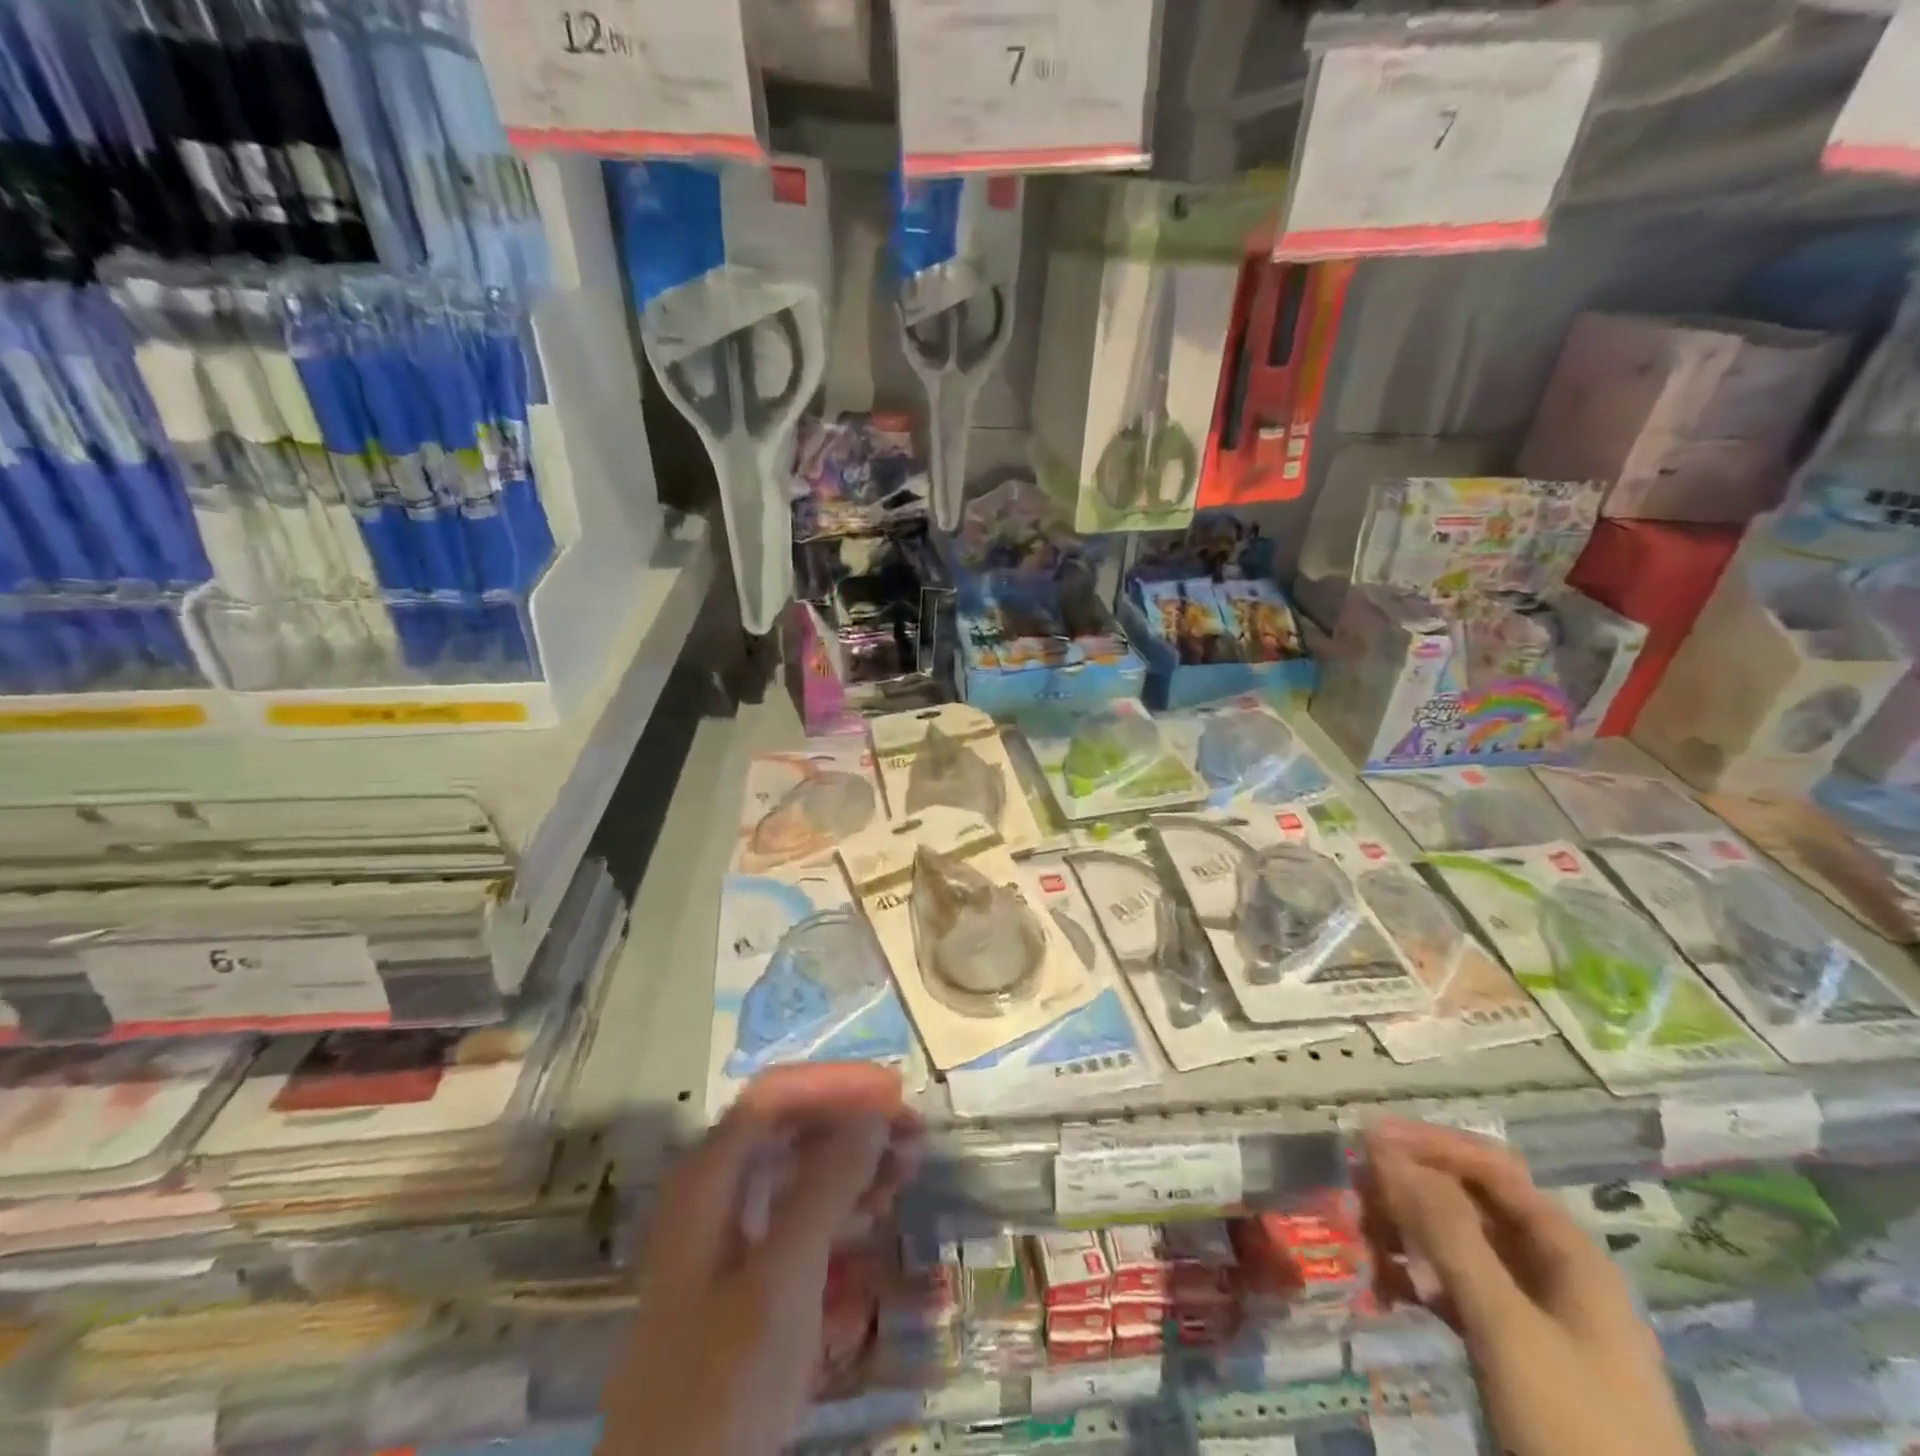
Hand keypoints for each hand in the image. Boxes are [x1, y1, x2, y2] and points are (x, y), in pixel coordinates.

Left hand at [600, 1065, 920, 1455]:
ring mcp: (725, 1239)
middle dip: (853, 1124)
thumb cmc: (724, 1383)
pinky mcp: (741, 1282)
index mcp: (710, 1177)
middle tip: (914, 1138)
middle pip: (789, 1130)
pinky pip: (795, 1221)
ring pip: (796, 1174)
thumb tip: (873, 1111)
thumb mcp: (783, 1279)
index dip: (836, 1084)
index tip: (895, 1094)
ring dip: (852, 1164)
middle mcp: (713, 1194)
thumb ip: (827, 1185)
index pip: (777, 1095)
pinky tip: (874, 1223)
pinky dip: (837, 1210)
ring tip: (905, 1173)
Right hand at [1363, 1119, 1692, 1455]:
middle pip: (1467, 1202)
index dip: (1428, 1144)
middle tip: (1352, 1198)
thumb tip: (1383, 1148)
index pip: (1489, 1166)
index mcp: (1566, 1252)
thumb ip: (1447, 1232)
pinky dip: (1415, 1281)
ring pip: (1454, 1245)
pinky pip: (1452, 1290)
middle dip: (1407, 1193)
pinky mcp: (1510, 1350)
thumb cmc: (1576, 1428)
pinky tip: (1384, 1291)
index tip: (1365, 1139)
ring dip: (1404, 1236)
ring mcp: (1531, 1313)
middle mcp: (1549, 1270)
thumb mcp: (1507, 1326)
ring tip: (1362, 1249)